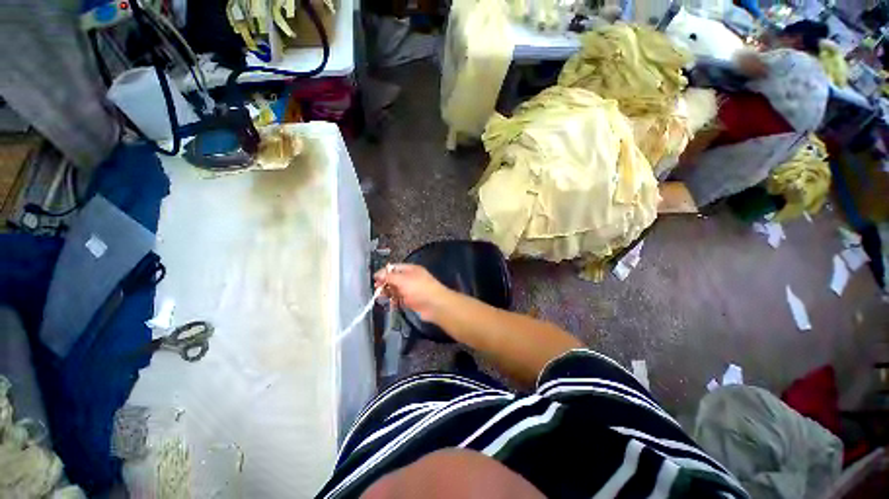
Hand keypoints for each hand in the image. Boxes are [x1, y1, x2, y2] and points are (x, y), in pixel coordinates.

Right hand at [374, 264, 453, 323]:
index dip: (384, 272)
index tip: (374, 279)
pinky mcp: (411, 301)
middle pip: (394, 279)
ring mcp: (411, 290)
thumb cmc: (420, 289)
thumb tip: (378, 274)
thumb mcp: (403, 280)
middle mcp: (410, 278)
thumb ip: (390, 277)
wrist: (435, 305)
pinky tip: (389, 303)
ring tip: (379, 297)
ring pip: (396, 290)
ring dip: (387, 293)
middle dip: (384, 283)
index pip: (394, 268)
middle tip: (376, 289)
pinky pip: (399, 299)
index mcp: (410, 270)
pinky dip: (393, 301)